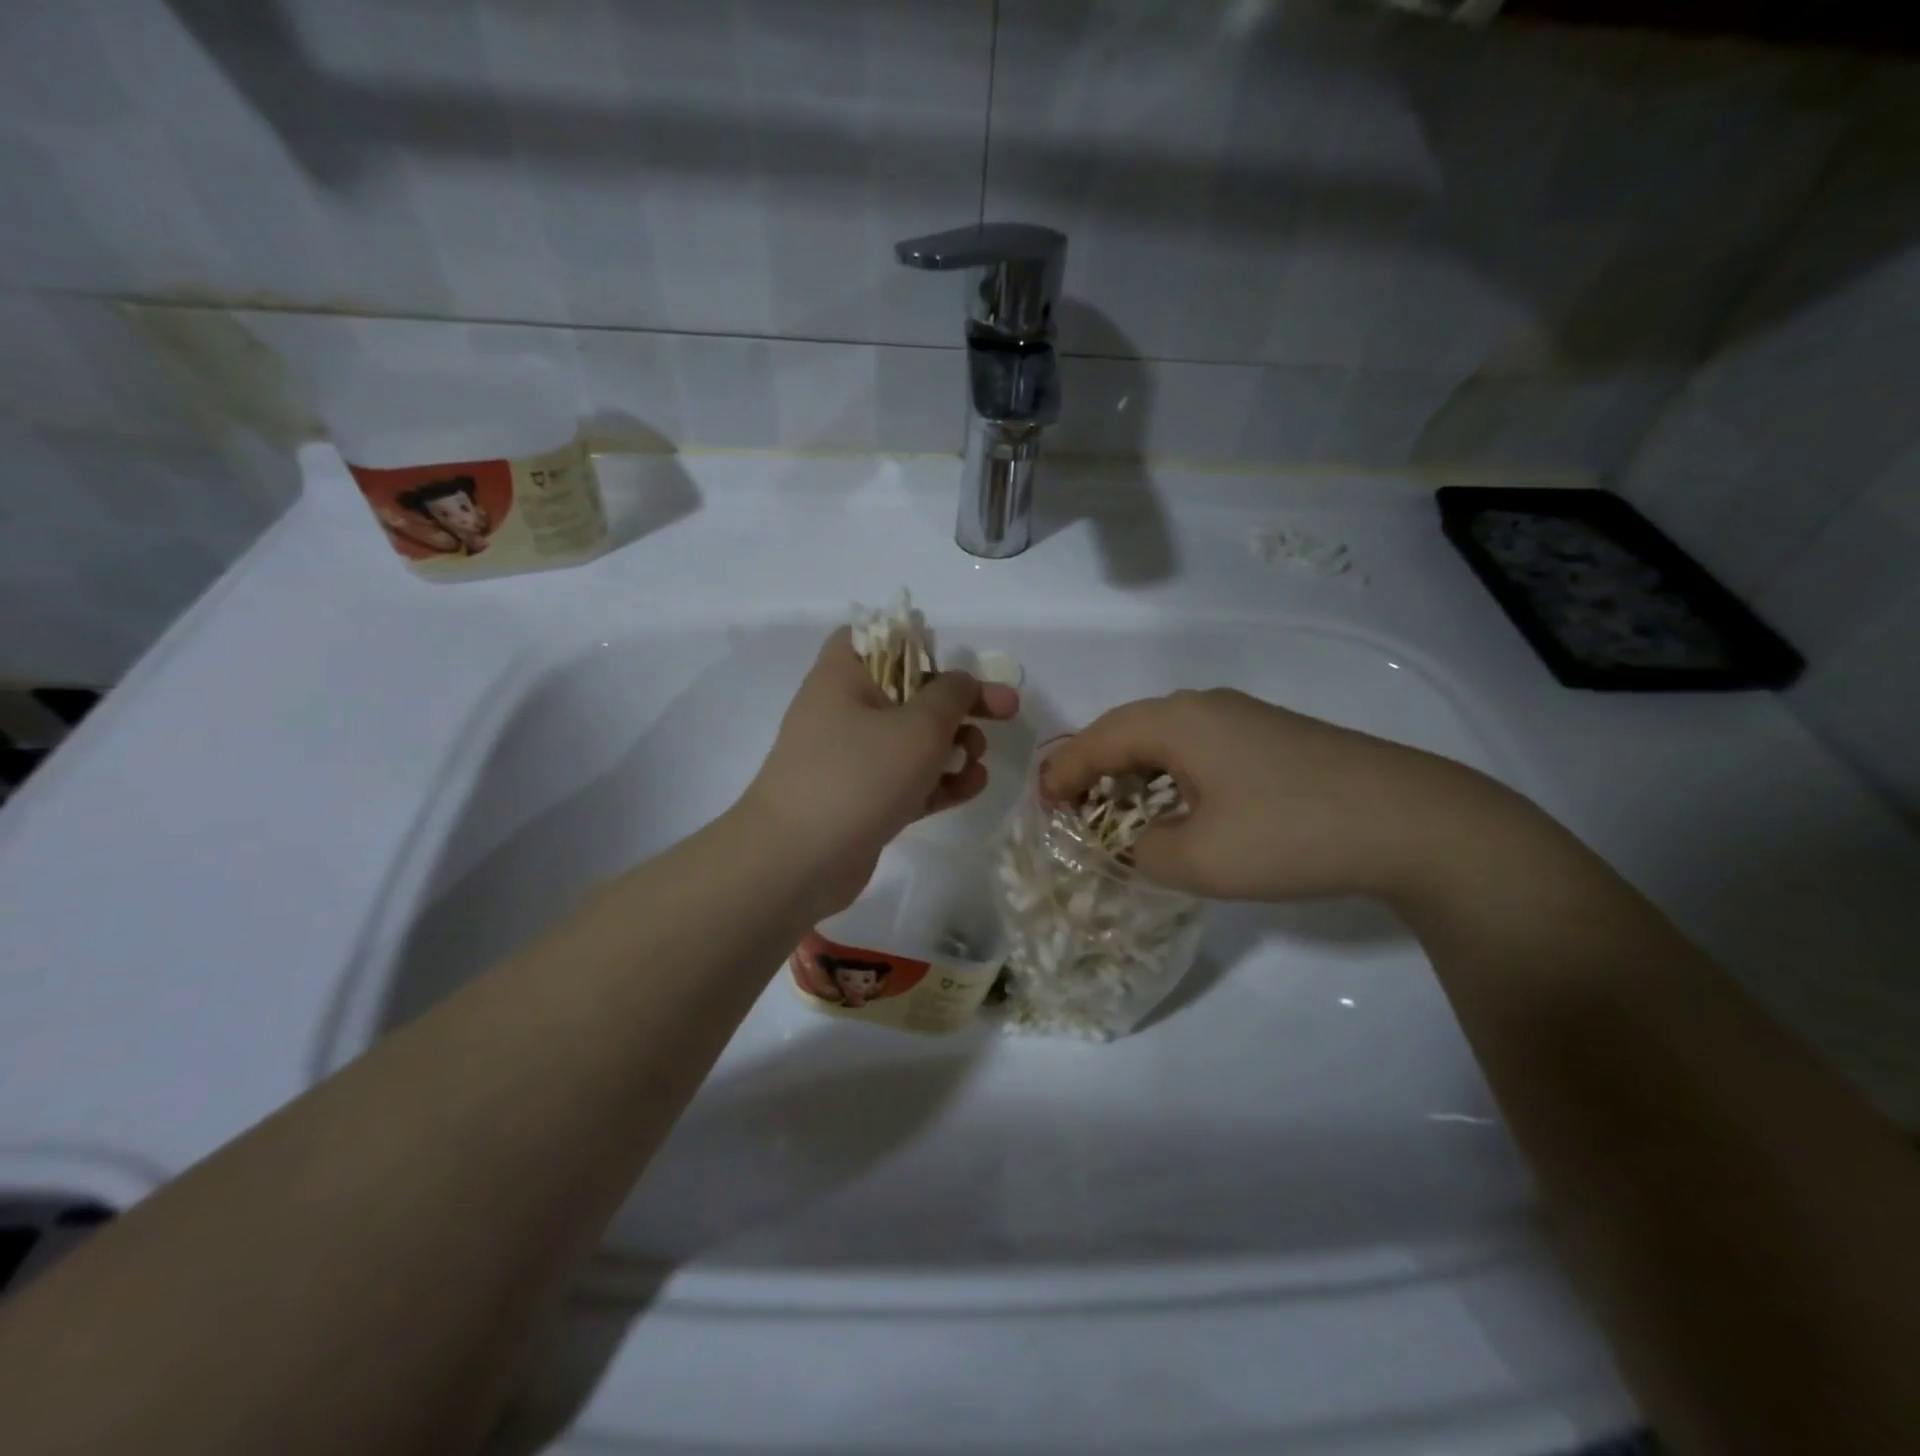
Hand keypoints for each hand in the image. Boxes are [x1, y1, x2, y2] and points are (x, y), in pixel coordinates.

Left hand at [741, 627, 1019, 913]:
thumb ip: (952, 695)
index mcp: (844, 674)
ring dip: (954, 747)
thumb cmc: (858, 775)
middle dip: (960, 705)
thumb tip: (961, 683)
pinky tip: (972, 788)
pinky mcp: (863, 800)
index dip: (923, 648)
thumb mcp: (918, 726)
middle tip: (1004, 714)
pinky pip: (908, 780)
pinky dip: (939, 781)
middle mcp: (845, 710)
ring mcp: (852, 759)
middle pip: (911, 692)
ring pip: (913, 741)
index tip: (957, 670)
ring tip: (978, 762)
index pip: (882, 639)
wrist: (797, 861)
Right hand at [1040, 689, 1495, 903]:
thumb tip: (1129, 845)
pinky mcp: (1270, 735)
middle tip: (1072, 815)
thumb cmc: (1288, 834)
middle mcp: (1200, 706)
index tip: (1041, 813)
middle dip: (1091, 773)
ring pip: (1162, 740)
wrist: (1411, 820)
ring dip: (1132, 775)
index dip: (1060, 776)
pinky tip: (1180, 810)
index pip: (1093, 741)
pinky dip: (1170, 776)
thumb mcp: (1196, 859)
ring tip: (1119, 817)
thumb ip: (1139, 853)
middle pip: (1124, 732)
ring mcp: (1241, 717)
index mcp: (1172, 722)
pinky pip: (1197, 748)